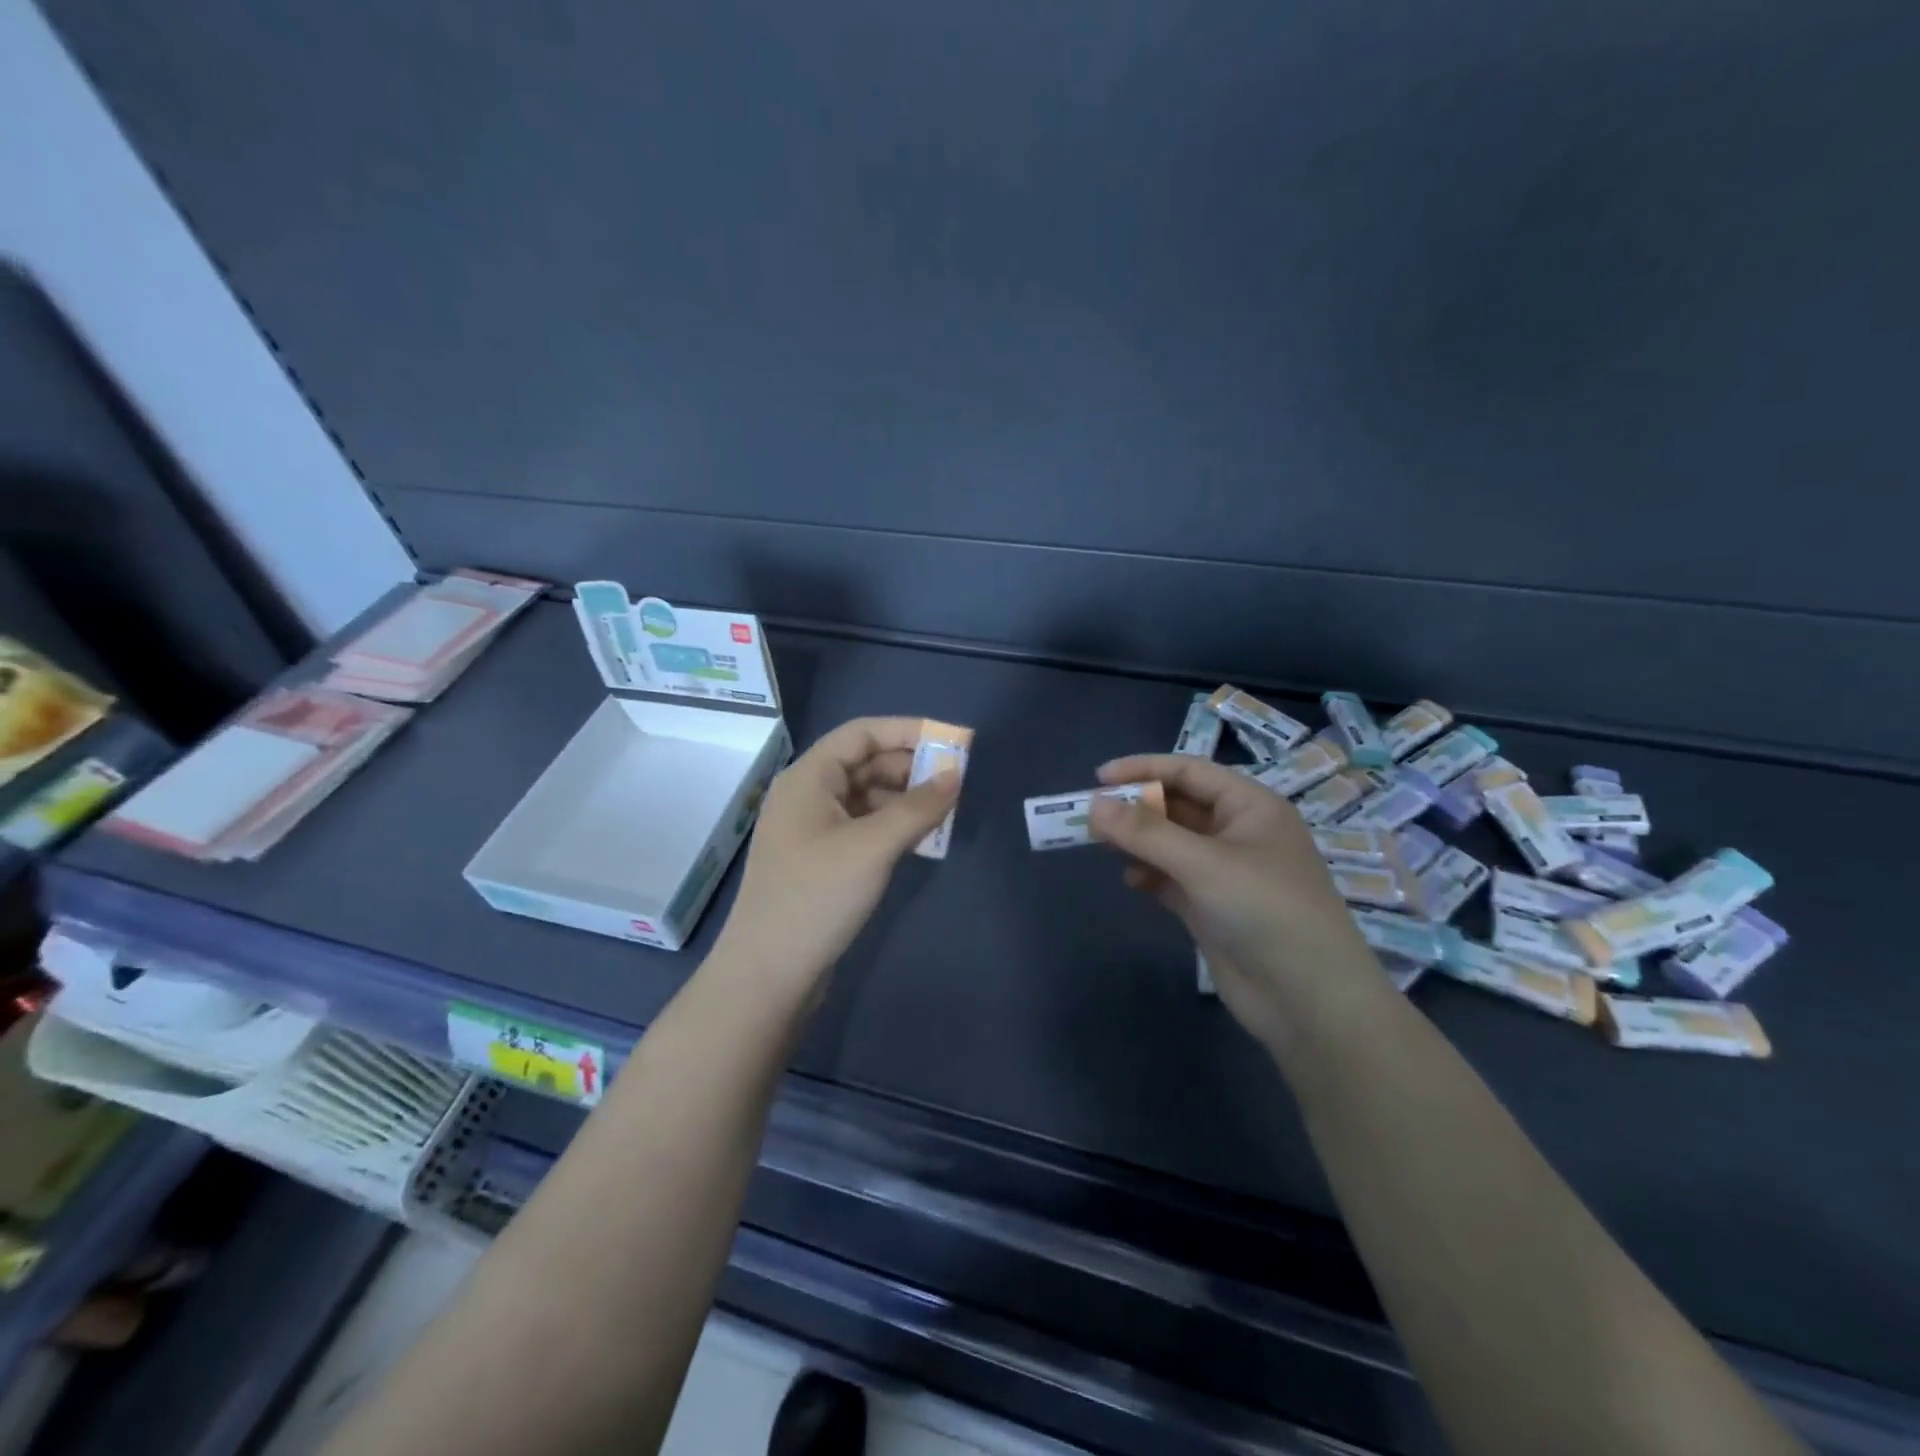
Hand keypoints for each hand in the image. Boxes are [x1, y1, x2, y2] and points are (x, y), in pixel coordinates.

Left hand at [711, 716, 959, 1010]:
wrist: (768, 975)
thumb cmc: (817, 897)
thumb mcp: (872, 847)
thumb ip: (918, 807)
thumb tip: (956, 774)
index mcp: (808, 778)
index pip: (862, 734)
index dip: (908, 731)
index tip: (953, 741)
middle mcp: (807, 795)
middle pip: (865, 763)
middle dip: (910, 768)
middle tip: (956, 783)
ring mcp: (812, 829)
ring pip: (866, 797)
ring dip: (904, 799)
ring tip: (944, 814)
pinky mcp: (821, 860)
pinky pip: (862, 826)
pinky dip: (892, 826)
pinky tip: (920, 840)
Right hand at [1087, 754, 1386, 1047]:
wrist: (1309, 1000)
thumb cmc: (1265, 911)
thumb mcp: (1203, 863)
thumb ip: (1145, 832)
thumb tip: (1094, 805)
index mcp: (1250, 807)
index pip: (1189, 772)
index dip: (1143, 769)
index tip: (1098, 779)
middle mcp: (1238, 833)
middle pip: (1177, 806)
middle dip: (1136, 808)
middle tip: (1091, 817)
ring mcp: (1225, 872)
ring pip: (1171, 843)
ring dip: (1138, 842)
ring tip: (1102, 846)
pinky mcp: (1212, 908)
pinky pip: (1172, 878)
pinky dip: (1149, 875)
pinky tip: (1133, 883)